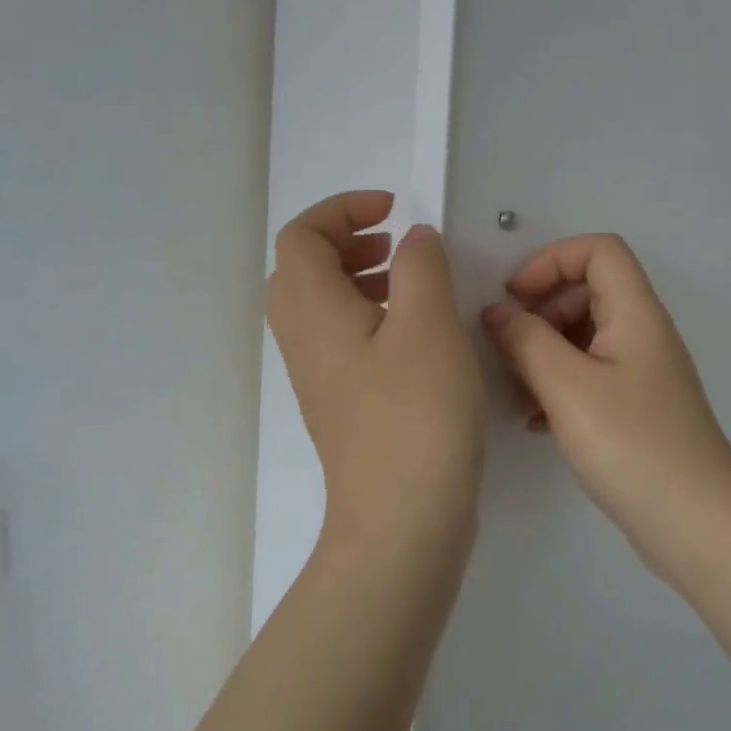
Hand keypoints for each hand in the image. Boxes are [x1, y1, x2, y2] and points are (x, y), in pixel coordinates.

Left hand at [268, 192, 485, 548]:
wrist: (401, 519)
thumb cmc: (416, 413)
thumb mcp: (428, 324)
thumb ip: (420, 266)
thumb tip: (414, 240)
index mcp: (312, 310)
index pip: (301, 236)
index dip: (341, 210)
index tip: (392, 212)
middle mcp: (302, 339)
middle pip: (302, 268)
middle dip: (347, 242)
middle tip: (396, 245)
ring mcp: (318, 375)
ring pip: (321, 305)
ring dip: (359, 278)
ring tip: (410, 282)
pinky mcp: (340, 402)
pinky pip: (339, 337)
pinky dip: (368, 315)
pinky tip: (415, 333)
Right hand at [482, 235, 730, 557]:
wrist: (696, 524)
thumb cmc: (631, 445)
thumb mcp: (567, 387)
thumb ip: (526, 340)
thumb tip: (496, 311)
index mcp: (636, 313)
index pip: (599, 251)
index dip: (551, 260)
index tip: (514, 298)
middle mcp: (643, 333)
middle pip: (589, 291)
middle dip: (542, 310)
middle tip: (508, 348)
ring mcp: (642, 373)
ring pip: (586, 336)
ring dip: (545, 351)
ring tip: (517, 392)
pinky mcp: (637, 408)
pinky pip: (591, 374)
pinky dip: (560, 384)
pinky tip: (537, 421)